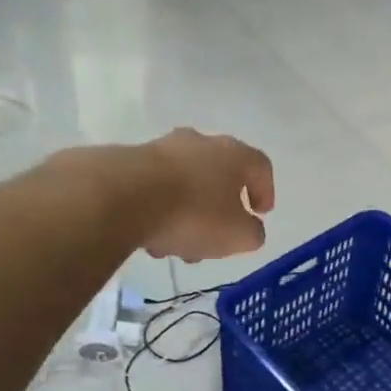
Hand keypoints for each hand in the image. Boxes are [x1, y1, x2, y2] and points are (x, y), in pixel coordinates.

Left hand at [139, 128, 273, 262]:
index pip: (260, 166)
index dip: (266, 191)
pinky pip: (156, 190)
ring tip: (179, 247)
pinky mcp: (131, 162)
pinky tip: (152, 239)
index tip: (260, 214)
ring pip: (186, 185)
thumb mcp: (238, 235)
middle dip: (219, 211)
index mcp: (233, 154)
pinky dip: (160, 212)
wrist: (124, 197)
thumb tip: (249, 229)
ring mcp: (162, 149)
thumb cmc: (195, 214)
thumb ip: (252, 233)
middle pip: (219, 176)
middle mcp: (200, 143)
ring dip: (188, 215)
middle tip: (217, 238)